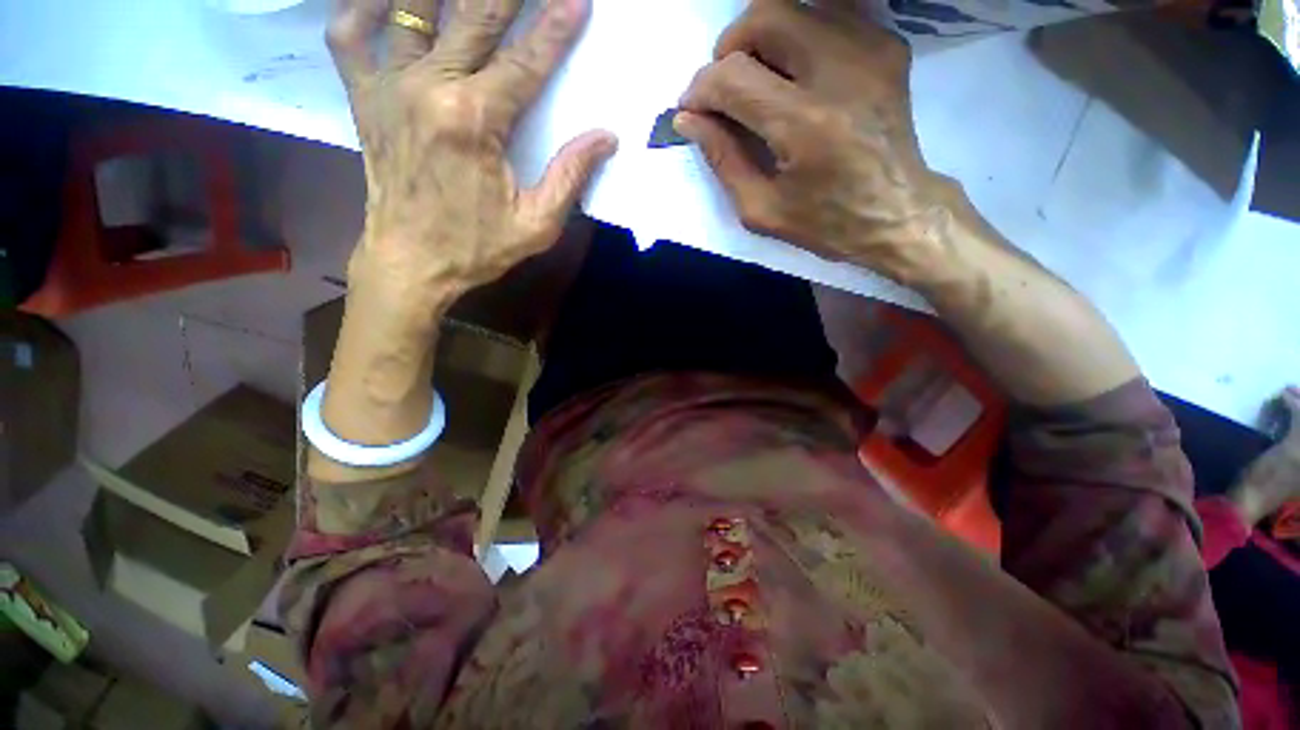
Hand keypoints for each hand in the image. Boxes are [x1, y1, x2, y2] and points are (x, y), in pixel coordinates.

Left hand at [328, 0, 616, 322]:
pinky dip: (365, 4)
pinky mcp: (363, 96)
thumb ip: (570, 176)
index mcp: (473, 121)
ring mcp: (388, 86)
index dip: (555, 27)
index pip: (525, 62)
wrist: (410, 263)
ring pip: (412, 8)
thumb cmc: (476, 248)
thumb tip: (606, 138)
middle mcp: (428, 88)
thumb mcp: (537, 224)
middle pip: (474, 17)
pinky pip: (351, 32)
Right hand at [676, 0, 950, 284]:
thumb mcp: (761, 210)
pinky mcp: (886, 45)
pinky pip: (828, 14)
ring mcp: (869, 50)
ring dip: (762, 38)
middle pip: (765, 15)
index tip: (691, 109)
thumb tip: (688, 120)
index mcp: (804, 126)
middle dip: (729, 47)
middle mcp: (839, 72)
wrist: (897, 213)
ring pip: (795, 5)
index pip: (733, 77)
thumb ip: (722, 160)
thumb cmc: (825, 223)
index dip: (700, 88)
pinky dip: (798, 35)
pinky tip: (793, 71)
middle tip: (724, 87)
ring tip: (757, 80)